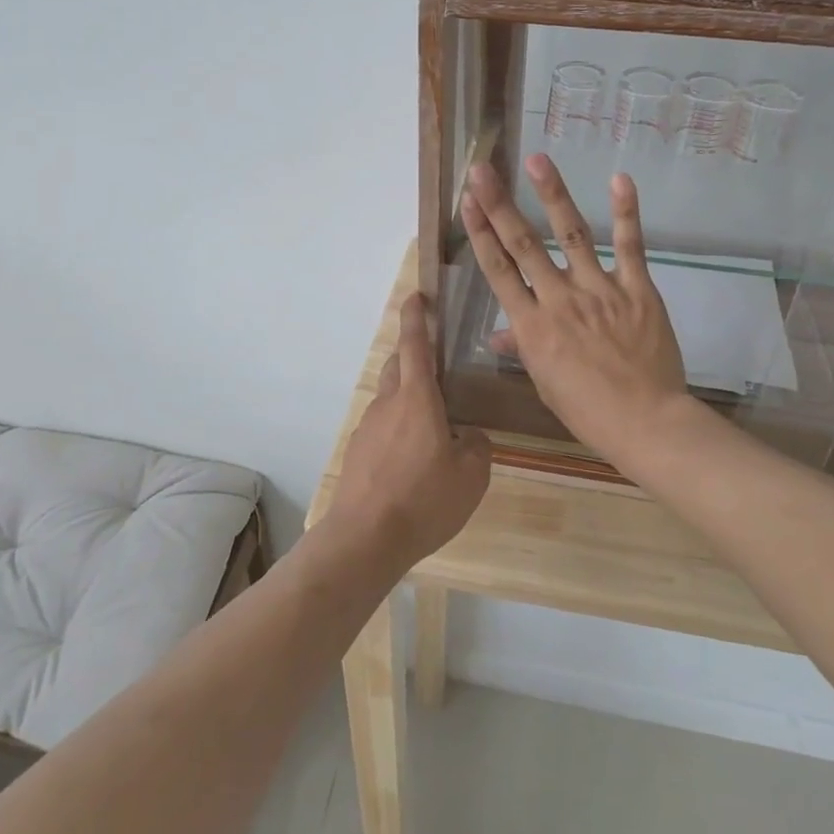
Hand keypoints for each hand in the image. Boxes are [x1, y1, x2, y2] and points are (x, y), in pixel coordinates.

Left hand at [328, 293, 491, 571]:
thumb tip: (467, 435)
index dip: (416, 317)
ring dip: (408, 400)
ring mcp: (368, 427)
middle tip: (437, 370)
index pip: (415, 344)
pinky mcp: (358, 452)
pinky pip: (382, 427)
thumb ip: (476, 445)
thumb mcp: (472, 475)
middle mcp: (388, 404)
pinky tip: (413, 461)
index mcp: (417, 398)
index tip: (417, 296)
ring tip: (433, 430)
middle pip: (397, 366)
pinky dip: (398, 429)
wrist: (366, 537)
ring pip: (389, 399)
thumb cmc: (425, 499)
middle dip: (412, 357)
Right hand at [462, 155, 693, 470]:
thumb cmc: (587, 410)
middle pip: (523, 244)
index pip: (498, 270)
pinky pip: (629, 247)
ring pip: (571, 235)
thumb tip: (496, 334)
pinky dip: (626, 213)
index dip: (480, 233)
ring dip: (552, 195)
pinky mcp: (637, 289)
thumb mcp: (544, 382)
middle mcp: (559, 299)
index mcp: (532, 326)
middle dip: (499, 205)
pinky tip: (619, 179)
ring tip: (536, 160)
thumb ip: (522, 348)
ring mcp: (600, 290)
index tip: (467, 202)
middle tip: (482, 169)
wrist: (645, 422)